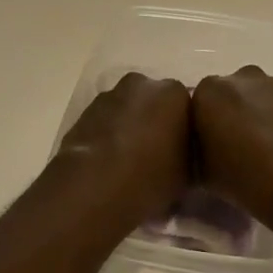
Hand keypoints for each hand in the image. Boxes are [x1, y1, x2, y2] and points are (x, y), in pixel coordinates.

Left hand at [53, 72, 190, 228]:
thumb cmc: (150, 178)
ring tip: (131, 160)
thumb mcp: (187, 174)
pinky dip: (109, 134)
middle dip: (157, 121)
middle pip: (155, 101)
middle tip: (159, 154)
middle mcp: (141, 84)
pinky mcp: (83, 112)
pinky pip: (105, 120)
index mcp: (173, 93)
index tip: (183, 152)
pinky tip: (110, 161)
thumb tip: (183, 154)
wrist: (92, 188)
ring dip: (131, 126)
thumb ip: (189, 154)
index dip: (185, 130)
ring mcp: (109, 96)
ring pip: (128, 108)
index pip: (188, 106)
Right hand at [191, 67, 272, 219]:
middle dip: (239, 113)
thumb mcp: (201, 173)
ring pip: (268, 96)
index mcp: (210, 91)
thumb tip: (205, 152)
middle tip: (244, 147)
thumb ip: (198, 152)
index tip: (216, 147)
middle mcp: (244, 77)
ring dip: (268, 115)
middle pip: (236, 92)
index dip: (209, 124)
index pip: (202, 102)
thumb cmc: (242, 176)